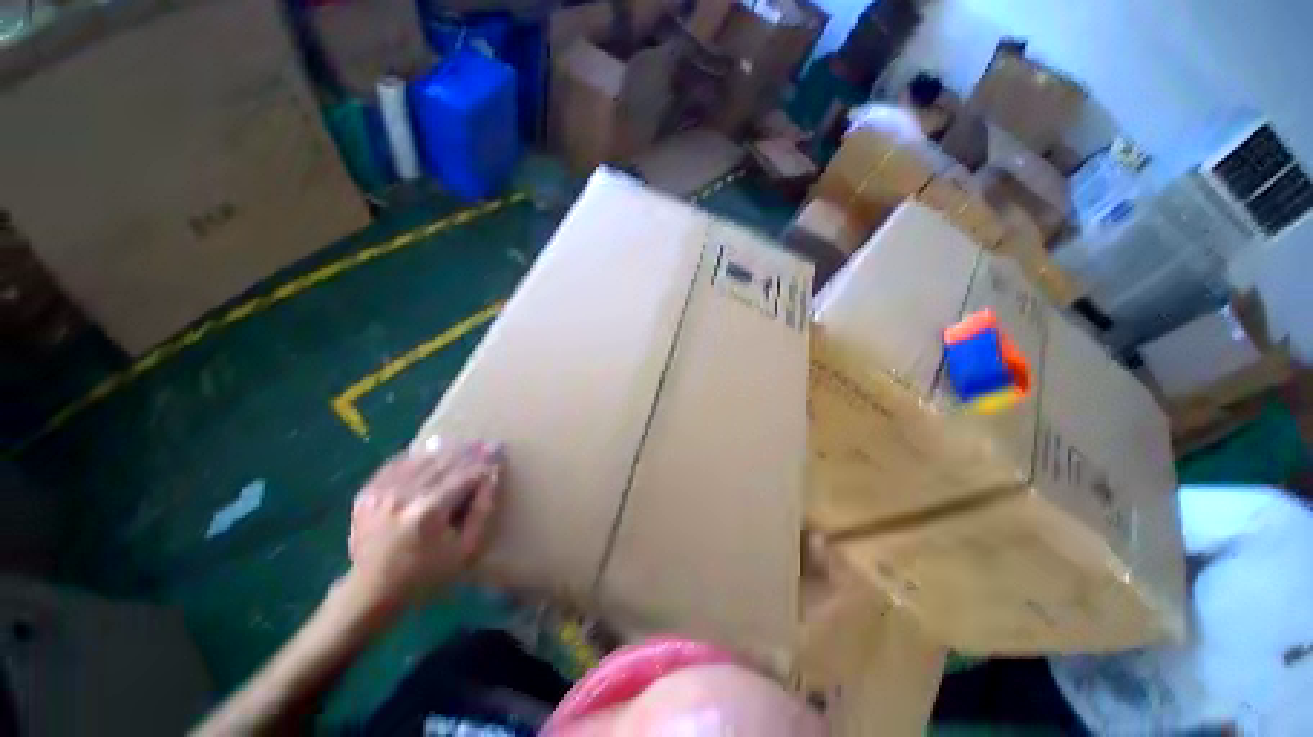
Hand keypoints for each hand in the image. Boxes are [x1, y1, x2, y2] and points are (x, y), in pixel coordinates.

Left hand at [345, 439, 501, 608]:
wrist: (370, 593)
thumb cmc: (427, 575)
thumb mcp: (467, 551)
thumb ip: (483, 511)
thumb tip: (492, 476)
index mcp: (429, 511)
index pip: (465, 474)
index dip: (485, 461)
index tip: (500, 449)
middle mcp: (403, 496)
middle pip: (444, 462)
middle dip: (469, 450)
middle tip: (487, 442)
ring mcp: (381, 493)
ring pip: (422, 459)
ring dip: (446, 449)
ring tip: (465, 445)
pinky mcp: (367, 493)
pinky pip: (397, 463)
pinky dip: (418, 455)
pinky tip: (432, 451)